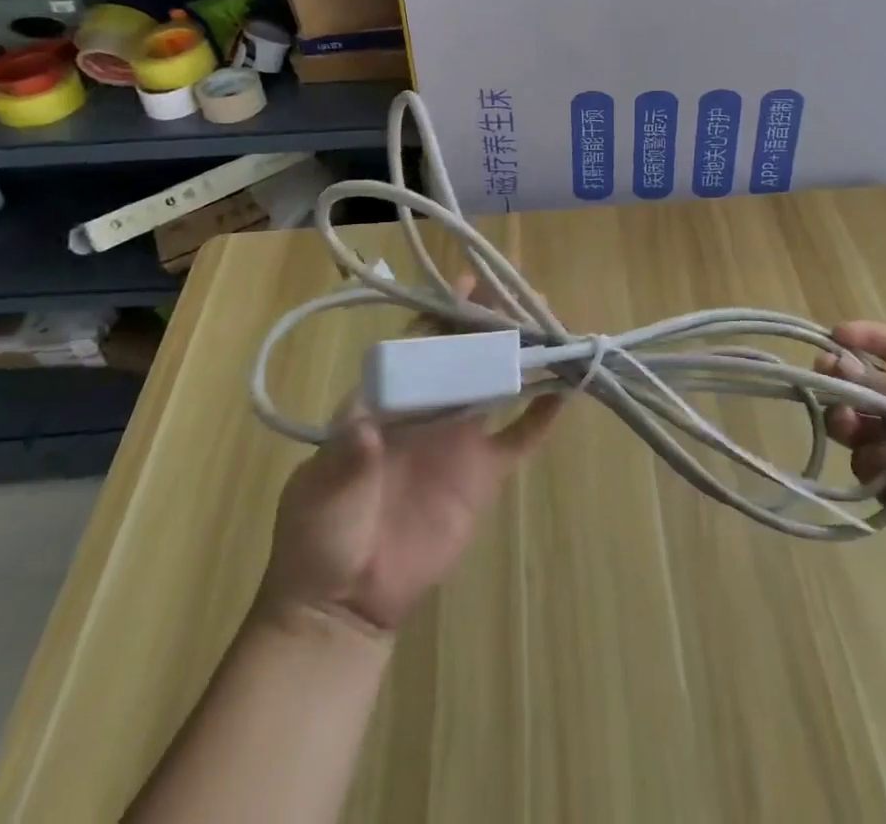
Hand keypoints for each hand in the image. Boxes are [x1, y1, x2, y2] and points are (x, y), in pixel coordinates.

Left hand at [258, 275, 561, 634]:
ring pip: (497, 384)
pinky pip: (519, 438)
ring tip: (552, 325)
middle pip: (465, 353)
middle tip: (525, 294)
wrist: (344, 603)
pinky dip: (542, 415)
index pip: (419, 343)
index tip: (471, 282)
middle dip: (493, 322)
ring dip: (522, 356)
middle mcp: (429, 408)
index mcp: (387, 400)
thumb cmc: (319, 536)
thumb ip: (345, 460)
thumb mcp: (321, 493)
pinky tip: (566, 391)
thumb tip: (365, 429)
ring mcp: (460, 439)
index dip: (444, 311)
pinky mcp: (483, 474)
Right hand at [816, 321, 885, 579]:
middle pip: (863, 382)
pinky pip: (861, 459)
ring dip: (847, 419)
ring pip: (854, 420)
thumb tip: (835, 363)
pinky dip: (869, 460)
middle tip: (821, 376)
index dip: (863, 336)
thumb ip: (885, 386)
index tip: (832, 335)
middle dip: (841, 379)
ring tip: (849, 426)